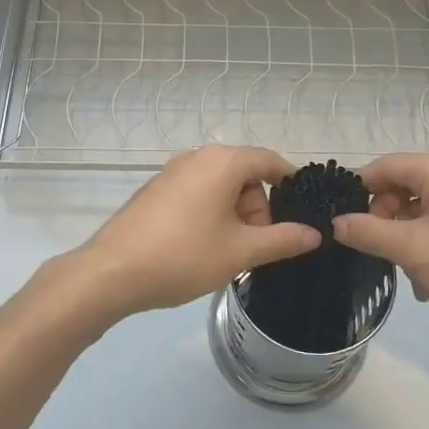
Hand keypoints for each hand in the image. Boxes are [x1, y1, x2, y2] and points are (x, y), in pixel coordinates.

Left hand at [74, 146, 321, 322]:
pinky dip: (210, 215)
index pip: (269, 161)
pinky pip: (197, 194)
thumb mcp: (241, 251)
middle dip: (258, 209)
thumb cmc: (184, 255)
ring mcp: (172, 172)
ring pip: (220, 187)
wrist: (112, 271)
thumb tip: (315, 233)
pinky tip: (200, 249)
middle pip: (244, 175)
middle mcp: (197, 157)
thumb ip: (282, 239)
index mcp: (222, 161)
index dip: (290, 184)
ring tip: (228, 254)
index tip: (302, 214)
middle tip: (255, 248)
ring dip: (234, 216)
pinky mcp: (155, 190)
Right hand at [331, 153, 428, 342]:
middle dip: (385, 221)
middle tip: (379, 253)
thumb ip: (369, 232)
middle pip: (402, 187)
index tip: (341, 222)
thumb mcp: (414, 250)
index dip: (358, 191)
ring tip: (409, 276)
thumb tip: (336, 223)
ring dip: (406, 240)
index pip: (383, 166)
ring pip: (421, 209)